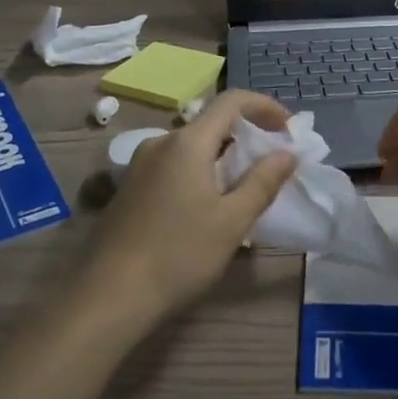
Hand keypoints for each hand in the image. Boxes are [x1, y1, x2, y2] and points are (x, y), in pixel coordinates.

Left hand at [79, 90, 296, 333]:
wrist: (108, 297)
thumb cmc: (178, 255)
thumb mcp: (231, 222)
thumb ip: (262, 182)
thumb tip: (286, 154)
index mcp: (187, 143)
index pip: (232, 101)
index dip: (265, 107)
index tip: (289, 129)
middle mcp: (161, 143)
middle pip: (212, 123)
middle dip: (247, 135)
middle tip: (273, 163)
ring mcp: (141, 166)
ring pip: (192, 147)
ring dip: (224, 156)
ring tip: (246, 187)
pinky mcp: (131, 189)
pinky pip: (175, 165)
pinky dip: (201, 171)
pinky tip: (209, 206)